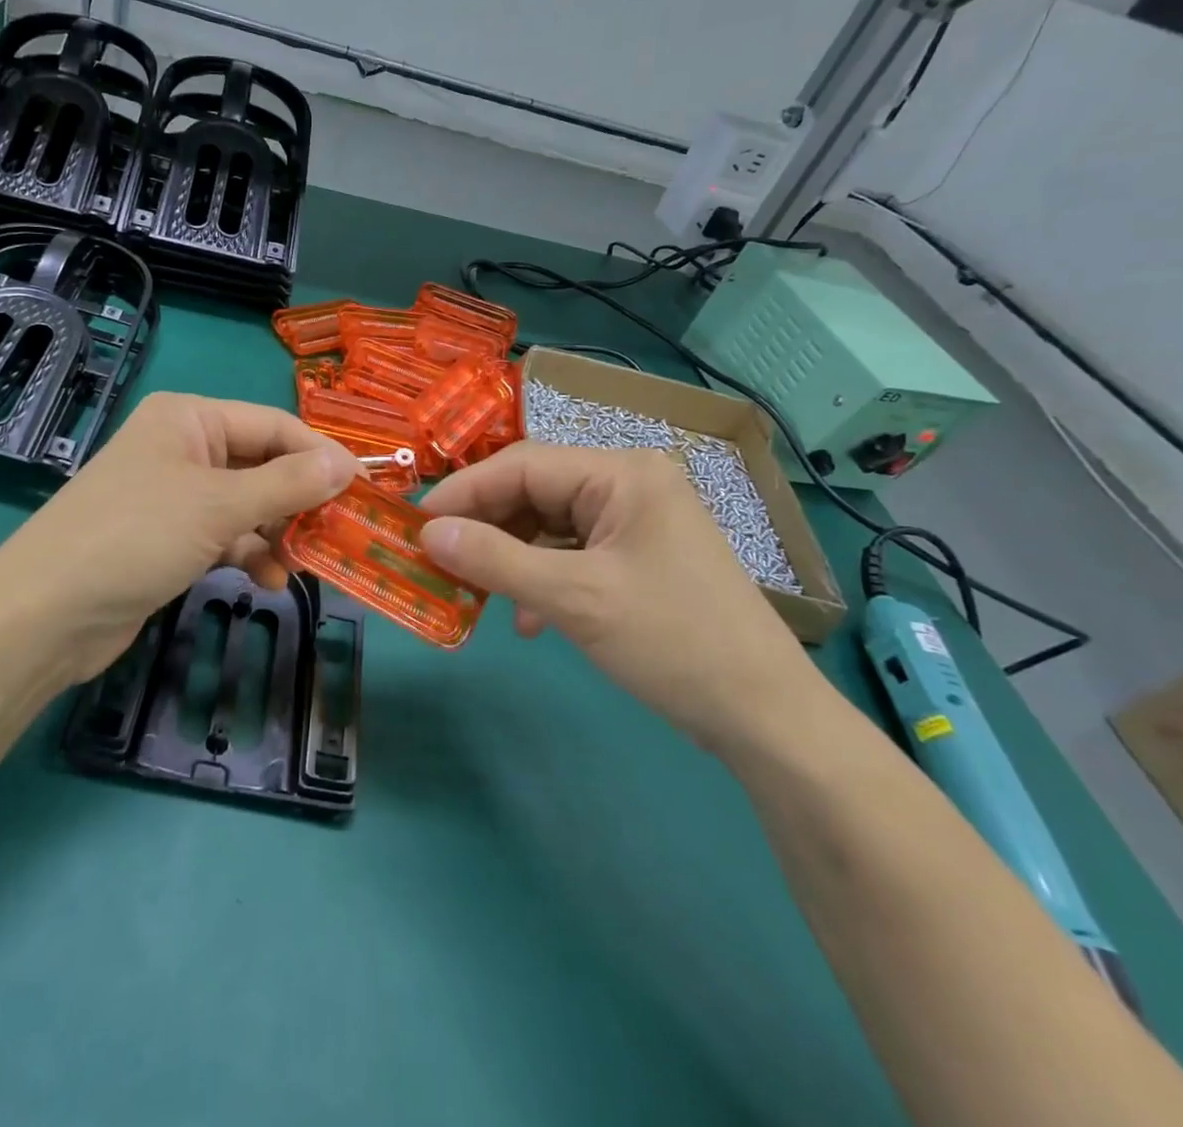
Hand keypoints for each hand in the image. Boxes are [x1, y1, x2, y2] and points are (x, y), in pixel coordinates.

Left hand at [0, 393, 355, 683]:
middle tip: (340, 535)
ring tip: (303, 566)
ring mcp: (174, 497)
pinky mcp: (168, 540)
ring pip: (248, 506)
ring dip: (278, 533)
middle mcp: (183, 449)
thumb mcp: (219, 506)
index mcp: (190, 419)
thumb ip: (288, 485)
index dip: (322, 456)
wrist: (44, 616)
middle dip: (300, 501)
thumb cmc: (135, 537)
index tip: (365, 491)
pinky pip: (225, 537)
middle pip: (263, 466)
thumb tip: (348, 464)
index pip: (274, 426)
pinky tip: (268, 581)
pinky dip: (249, 555)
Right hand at [418, 442, 819, 749]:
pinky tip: (530, 620)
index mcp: (622, 473)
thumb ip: (495, 559)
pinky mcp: (638, 556)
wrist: (764, 717)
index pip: (522, 465)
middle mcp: (629, 483)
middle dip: (486, 528)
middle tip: (439, 559)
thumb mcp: (574, 598)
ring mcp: (636, 520)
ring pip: (549, 525)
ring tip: (476, 592)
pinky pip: (573, 552)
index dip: (465, 492)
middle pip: (535, 492)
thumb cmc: (671, 641)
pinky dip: (543, 578)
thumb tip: (428, 533)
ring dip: (511, 557)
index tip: (418, 524)